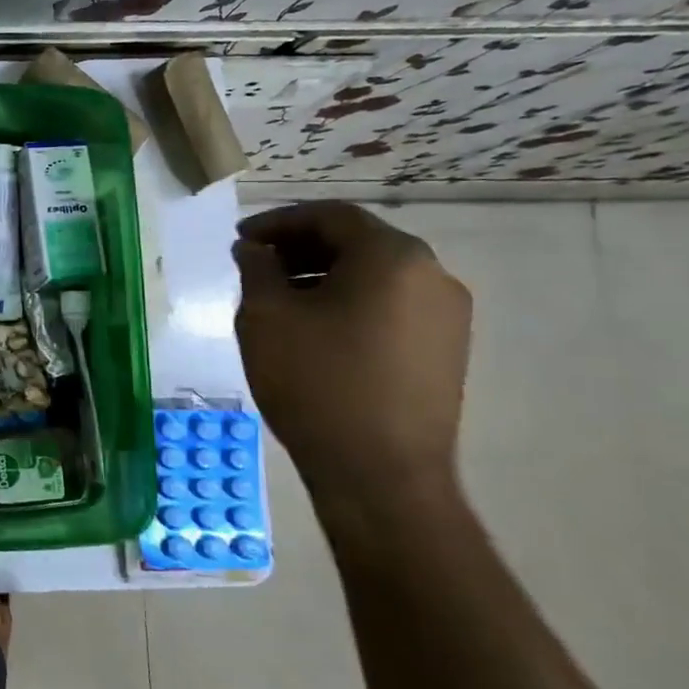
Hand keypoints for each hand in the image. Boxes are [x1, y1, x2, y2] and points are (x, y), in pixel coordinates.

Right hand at [234, 203, 471, 494]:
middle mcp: (432, 275)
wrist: (380, 472)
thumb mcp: (265, 317)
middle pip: (358, 242)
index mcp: (392, 256)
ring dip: (324, 276)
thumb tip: (254, 250)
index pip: (331, 216)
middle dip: (301, 248)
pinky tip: (315, 329)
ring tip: (279, 299)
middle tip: (256, 265)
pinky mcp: (447, 350)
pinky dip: (350, 302)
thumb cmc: (315, 382)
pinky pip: (391, 305)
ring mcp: (447, 315)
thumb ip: (257, 270)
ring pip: (376, 275)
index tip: (240, 239)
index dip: (279, 221)